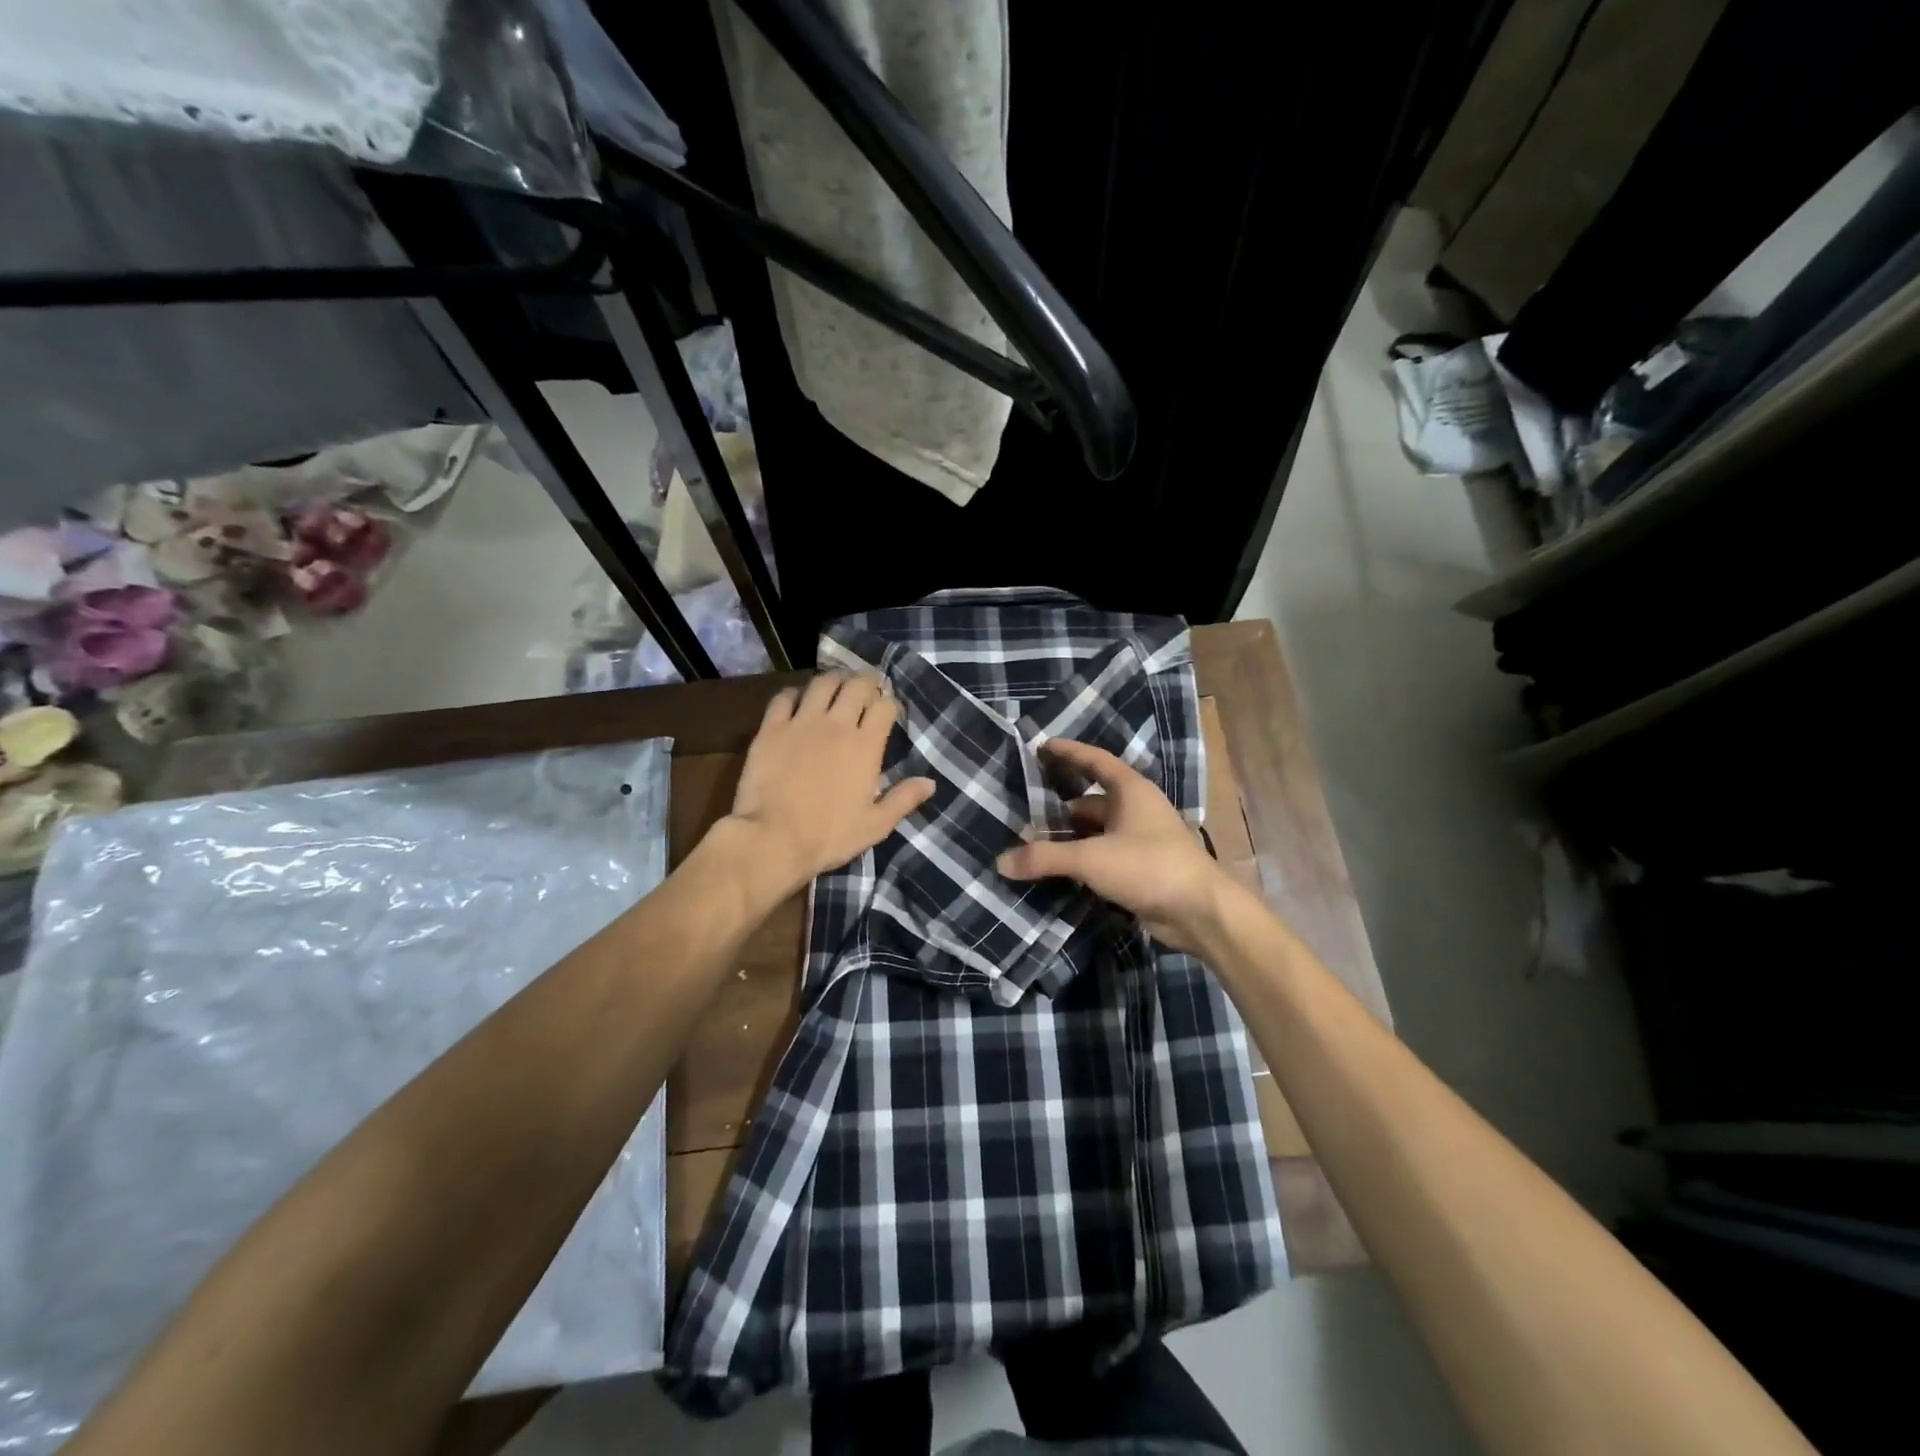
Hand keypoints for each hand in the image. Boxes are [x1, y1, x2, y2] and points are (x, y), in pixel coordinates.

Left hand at [724, 672, 934, 894]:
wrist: (774, 839)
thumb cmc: (830, 836)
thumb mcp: (876, 825)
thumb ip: (904, 799)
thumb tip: (931, 782)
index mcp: (866, 745)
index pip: (884, 706)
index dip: (889, 702)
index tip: (888, 709)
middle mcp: (836, 724)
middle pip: (856, 685)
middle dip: (866, 681)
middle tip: (866, 687)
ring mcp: (802, 722)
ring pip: (822, 683)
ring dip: (833, 680)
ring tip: (836, 686)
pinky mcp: (772, 728)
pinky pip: (784, 697)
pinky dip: (795, 693)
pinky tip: (798, 700)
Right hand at [996, 738, 1227, 950]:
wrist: (1200, 912)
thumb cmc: (1149, 867)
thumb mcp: (1091, 858)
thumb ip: (1045, 858)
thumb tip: (1001, 862)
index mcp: (1131, 791)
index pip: (1095, 761)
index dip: (1068, 752)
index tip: (1041, 746)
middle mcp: (1137, 810)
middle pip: (1092, 800)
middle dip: (1060, 806)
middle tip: (1025, 809)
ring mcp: (1141, 840)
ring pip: (1097, 831)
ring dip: (1070, 837)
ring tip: (1034, 843)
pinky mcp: (1142, 868)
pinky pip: (1103, 856)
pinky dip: (1082, 860)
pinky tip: (1059, 870)